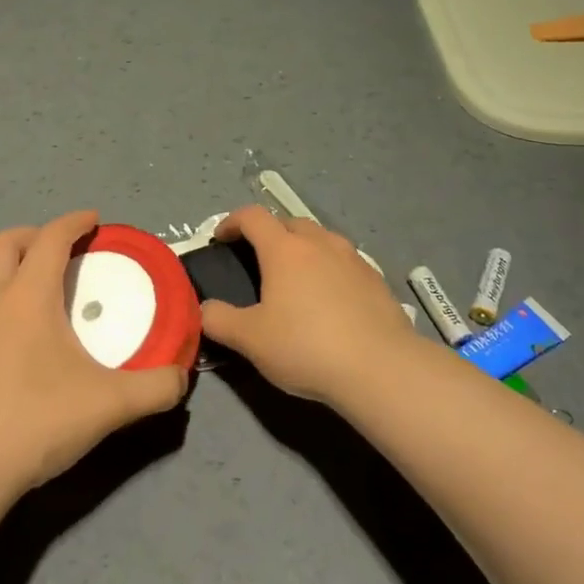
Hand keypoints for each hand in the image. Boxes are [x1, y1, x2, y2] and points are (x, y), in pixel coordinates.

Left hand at [0, 210, 188, 498]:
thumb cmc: (35, 424)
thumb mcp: (109, 406)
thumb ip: (155, 387)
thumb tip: (181, 378)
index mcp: (28, 296)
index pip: (52, 238)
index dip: (74, 222)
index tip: (93, 220)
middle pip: (5, 241)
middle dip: (35, 234)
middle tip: (59, 249)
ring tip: (20, 276)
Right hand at [199, 205, 418, 404]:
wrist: (379, 367)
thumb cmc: (306, 346)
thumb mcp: (250, 340)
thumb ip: (219, 320)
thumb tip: (203, 309)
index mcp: (284, 249)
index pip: (253, 216)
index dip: (232, 222)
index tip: (221, 239)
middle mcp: (320, 243)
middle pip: (290, 223)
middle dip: (270, 234)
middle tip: (259, 260)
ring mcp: (353, 258)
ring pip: (322, 239)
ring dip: (304, 249)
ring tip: (296, 279)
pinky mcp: (376, 280)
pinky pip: (345, 262)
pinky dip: (330, 270)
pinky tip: (330, 300)